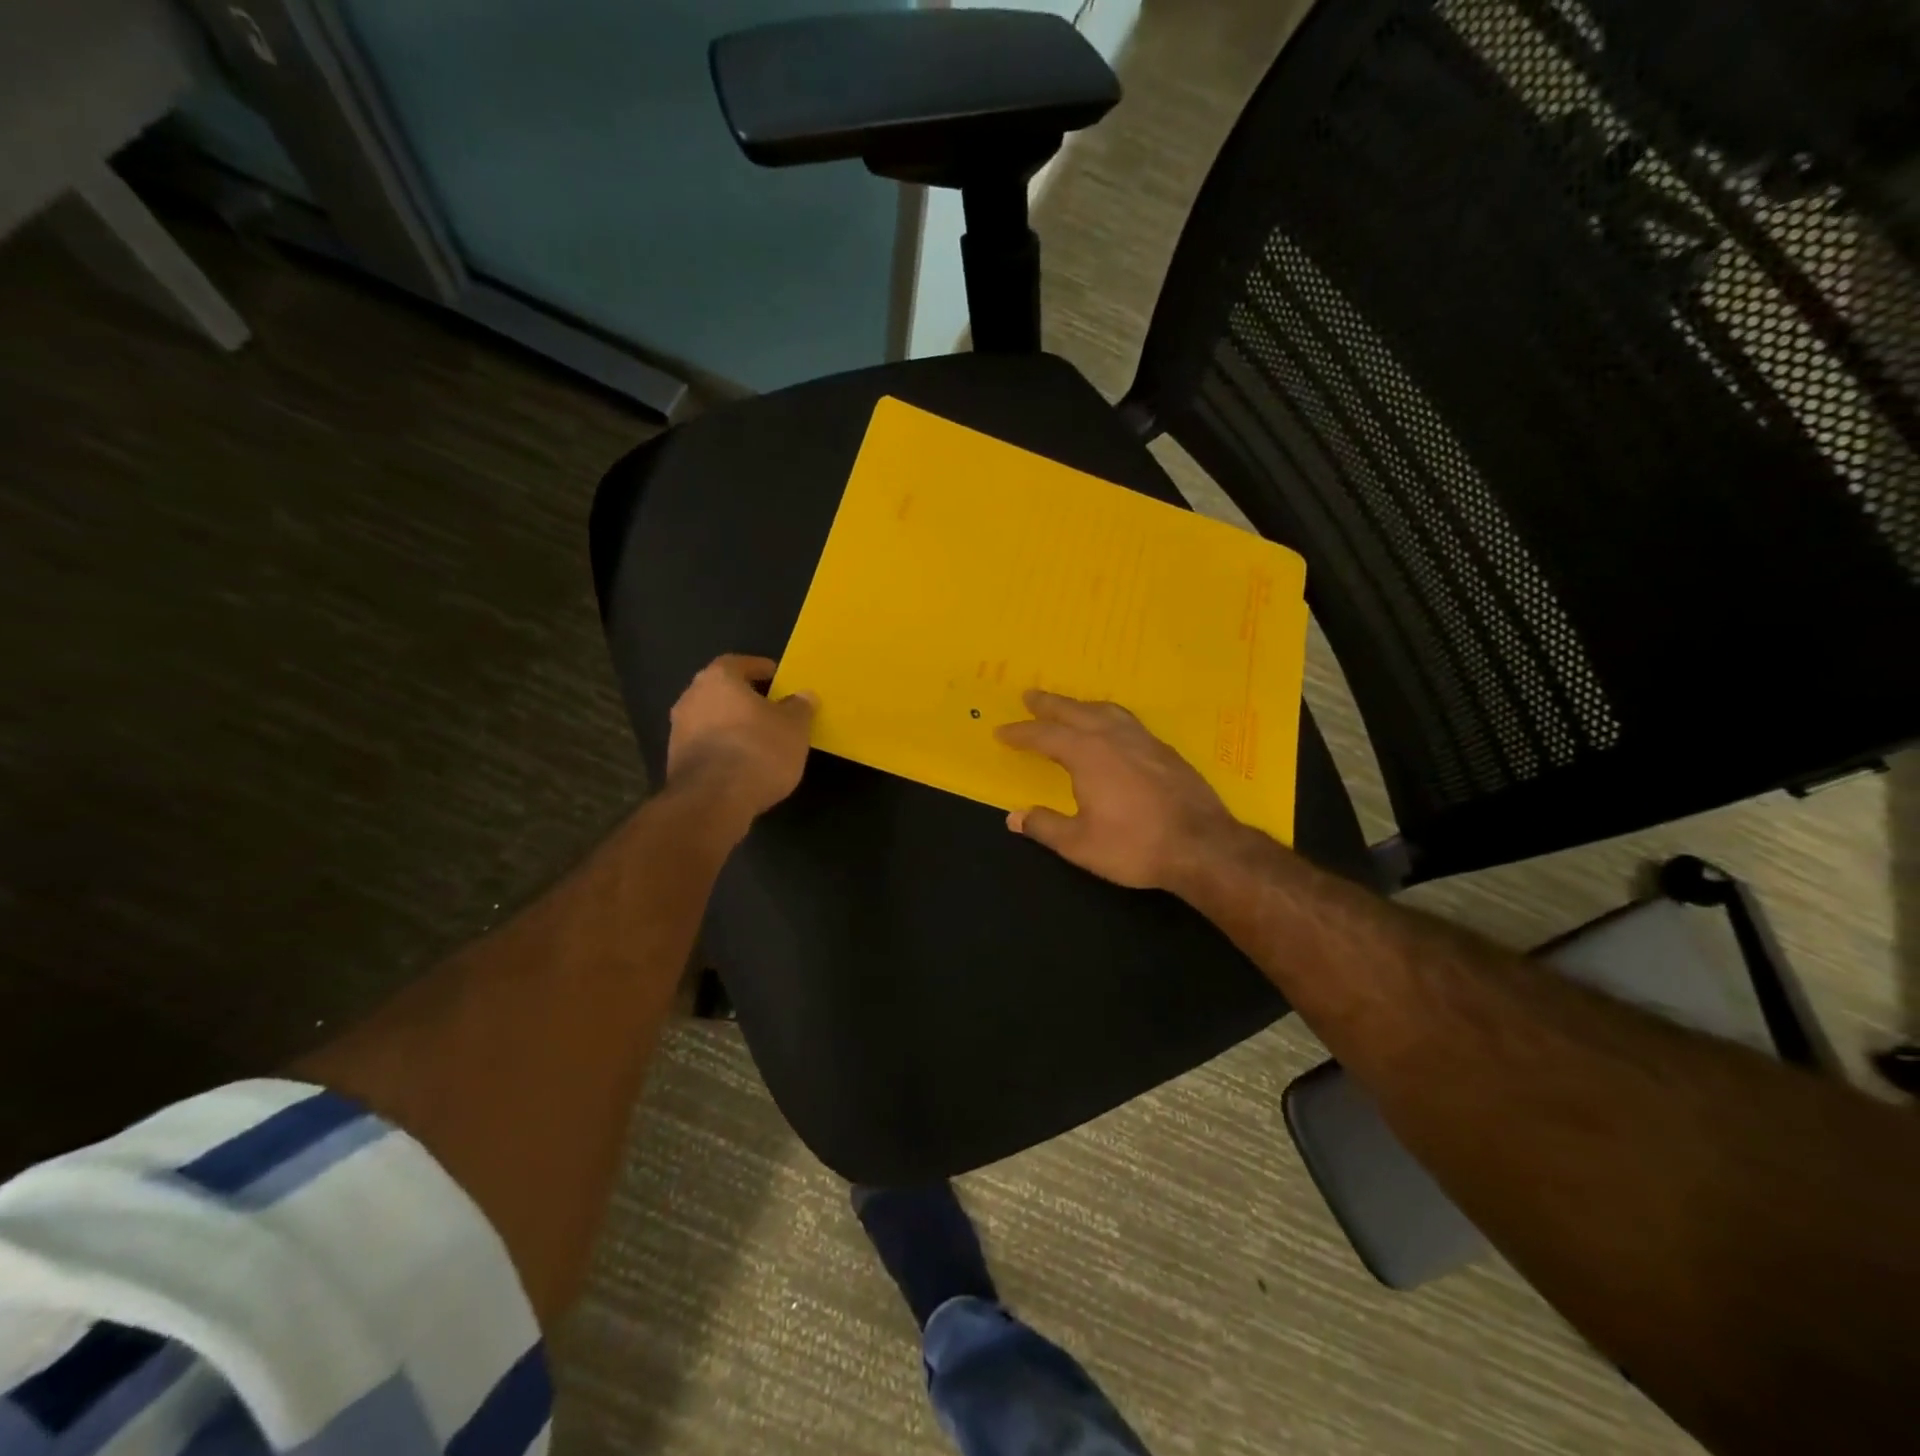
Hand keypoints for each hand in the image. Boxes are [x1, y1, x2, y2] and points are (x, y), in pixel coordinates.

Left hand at [666, 655, 814, 829]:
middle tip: (770, 709)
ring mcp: (678, 730)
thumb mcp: (793, 727)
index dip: (760, 669)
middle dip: (744, 698)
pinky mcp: (676, 761)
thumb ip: (799, 707)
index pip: (739, 663)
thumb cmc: (758, 750)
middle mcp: (691, 697)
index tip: (778, 679)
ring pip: (711, 718)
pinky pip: (706, 745)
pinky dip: (723, 748)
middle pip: (721, 690)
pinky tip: (742, 762)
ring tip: (759, 739)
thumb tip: (804, 696)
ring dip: (732, 725)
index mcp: (718, 678)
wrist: (714, 800)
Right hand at [995, 691, 1242, 891]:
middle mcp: (1114, 738)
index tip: (1002, 732)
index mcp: (1087, 754)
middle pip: (1075, 712)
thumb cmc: (1134, 846)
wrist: (1202, 846)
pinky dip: (1109, 718)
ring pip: (1106, 711)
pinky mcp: (1166, 751)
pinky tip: (1113, 730)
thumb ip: (1044, 826)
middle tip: (1030, 696)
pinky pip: (1128, 722)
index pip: (1045, 736)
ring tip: (1070, 707)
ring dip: (1082, 706)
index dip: (1021, 734)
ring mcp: (1144, 741)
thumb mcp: (1079, 844)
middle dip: (1049, 704)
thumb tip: (1014, 817)